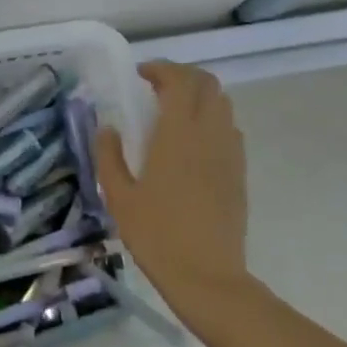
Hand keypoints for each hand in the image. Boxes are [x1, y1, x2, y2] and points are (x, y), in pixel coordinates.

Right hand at [94, 61, 251, 319]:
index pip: (179, 81)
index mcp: (178, 134)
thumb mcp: (119, 196)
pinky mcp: (239, 172)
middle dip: (183, 75)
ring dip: (199, 96)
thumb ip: (109, 156)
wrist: (207, 277)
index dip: (161, 69)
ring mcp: (229, 153)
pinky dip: (212, 120)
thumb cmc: (157, 235)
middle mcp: (209, 134)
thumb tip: (107, 127)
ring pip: (223, 104)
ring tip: (173, 111)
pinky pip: (229, 129)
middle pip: (207, 84)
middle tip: (157, 86)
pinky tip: (192, 143)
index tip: (140, 75)